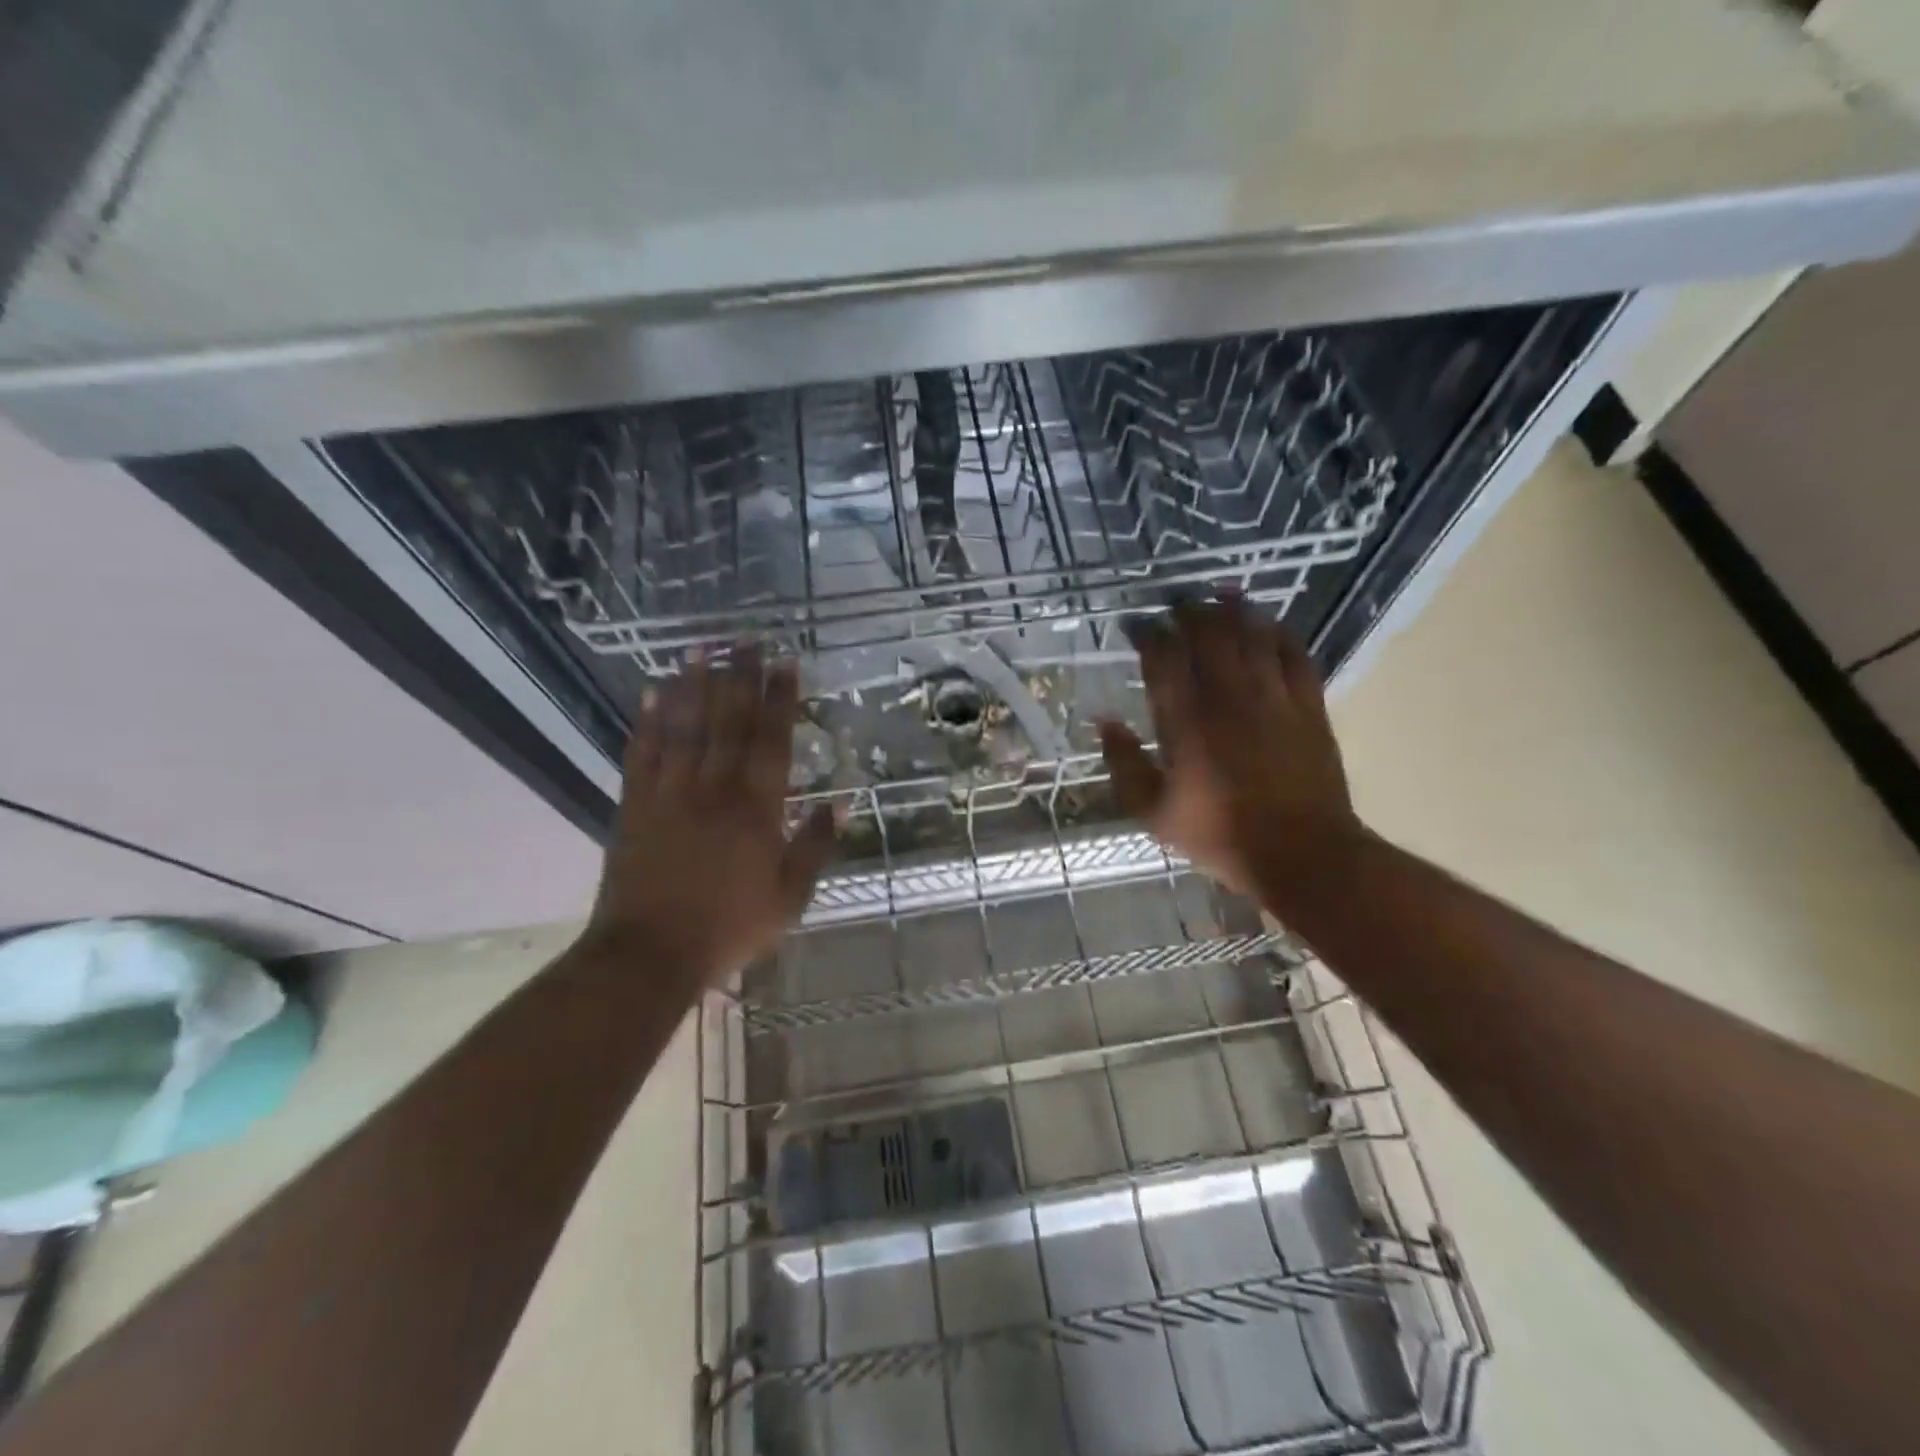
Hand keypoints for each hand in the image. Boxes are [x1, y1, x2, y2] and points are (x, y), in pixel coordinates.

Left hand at [589, 647, 834, 986]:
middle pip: (729, 722)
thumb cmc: (729, 927)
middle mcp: (714, 789)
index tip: (785, 663)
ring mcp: (670, 793)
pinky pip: (643, 753)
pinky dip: (649, 721)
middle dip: (740, 677)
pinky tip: (653, 693)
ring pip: (685, 727)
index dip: (780, 699)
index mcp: (756, 809)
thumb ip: (815, 846)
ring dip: (695, 685)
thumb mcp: (790, 897)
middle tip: (746, 640)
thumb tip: (840, 802)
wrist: (649, 955)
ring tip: (701, 648)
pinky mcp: (635, 806)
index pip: (772, 740)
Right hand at [1097, 596, 1364, 901]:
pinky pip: (1295, 655)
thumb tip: (1105, 721)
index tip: (1137, 623)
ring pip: (1253, 636)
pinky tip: (1270, 624)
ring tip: (1221, 596)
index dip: (1148, 632)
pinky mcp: (1308, 706)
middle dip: (1190, 611)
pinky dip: (1280, 633)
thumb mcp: (1153, 812)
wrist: (1302, 854)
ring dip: (1235, 610)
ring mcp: (1273, 698)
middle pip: (1210, 634)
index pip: (1163, 658)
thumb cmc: (1219, 835)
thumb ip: (1124, 764)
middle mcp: (1229, 698)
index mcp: (1186, 723)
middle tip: (1177, 604)